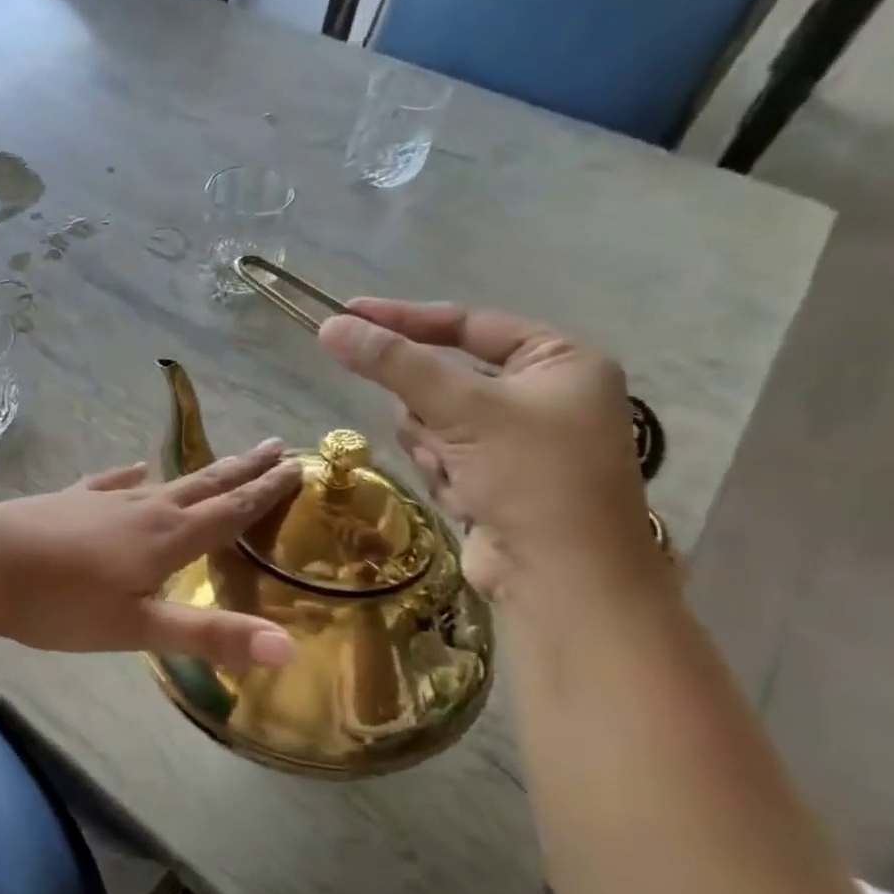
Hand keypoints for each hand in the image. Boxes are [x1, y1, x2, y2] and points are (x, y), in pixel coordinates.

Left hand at [0, 443, 302, 667]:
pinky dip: (131, 474)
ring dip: (199, 472)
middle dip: (243, 469)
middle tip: (276, 446)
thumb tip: (288, 649)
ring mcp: (103, 499)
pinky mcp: (70, 500)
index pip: (230, 511)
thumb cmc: (61, 603)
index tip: (297, 465)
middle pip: (203, 485)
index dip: (266, 492)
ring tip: (222, 461)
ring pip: (163, 481)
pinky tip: (136, 468)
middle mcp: (142, 509)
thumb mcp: (137, 629)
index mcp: (166, 538)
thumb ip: (209, 636)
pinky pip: (112, 481)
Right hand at [317, 299, 660, 601]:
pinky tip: (470, 500)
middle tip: (439, 433)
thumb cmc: (531, 477)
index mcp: (559, 361)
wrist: (563, 580)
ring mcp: (518, 441)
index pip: (467, 324)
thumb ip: (394, 363)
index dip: (405, 319)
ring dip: (435, 448)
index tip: (347, 313)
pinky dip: (444, 475)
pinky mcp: (496, 479)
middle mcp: (543, 395)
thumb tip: (330, 326)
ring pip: (434, 422)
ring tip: (461, 474)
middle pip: (443, 379)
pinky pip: (442, 456)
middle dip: (431, 411)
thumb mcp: (462, 408)